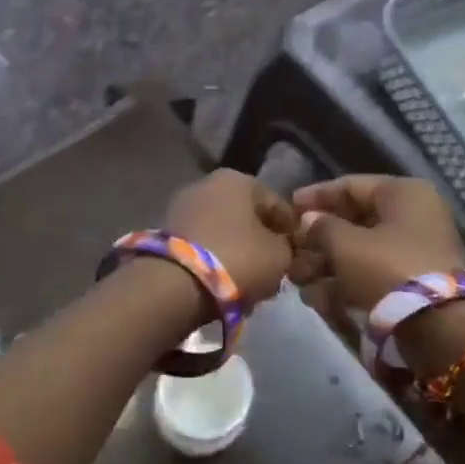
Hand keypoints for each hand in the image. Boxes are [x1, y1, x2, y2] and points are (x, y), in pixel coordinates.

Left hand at [165, 169, 298, 304]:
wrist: (175, 284)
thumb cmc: (237, 259)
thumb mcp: (279, 255)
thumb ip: (287, 247)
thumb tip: (281, 247)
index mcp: (238, 179)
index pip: (277, 204)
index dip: (292, 230)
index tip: (298, 254)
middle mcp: (207, 184)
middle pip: (247, 216)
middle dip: (261, 241)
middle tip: (274, 269)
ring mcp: (182, 207)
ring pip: (224, 231)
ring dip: (238, 252)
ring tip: (250, 282)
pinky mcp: (166, 233)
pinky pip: (203, 245)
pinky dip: (216, 260)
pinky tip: (225, 283)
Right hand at [290, 176, 464, 319]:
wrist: (439, 324)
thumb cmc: (388, 267)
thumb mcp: (346, 244)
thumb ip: (321, 227)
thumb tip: (309, 220)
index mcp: (403, 194)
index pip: (351, 186)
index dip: (316, 196)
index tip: (289, 206)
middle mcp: (413, 216)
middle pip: (355, 222)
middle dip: (318, 240)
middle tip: (290, 253)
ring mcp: (415, 251)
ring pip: (361, 252)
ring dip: (326, 266)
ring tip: (297, 281)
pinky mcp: (414, 283)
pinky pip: (373, 275)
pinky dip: (345, 284)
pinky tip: (317, 299)